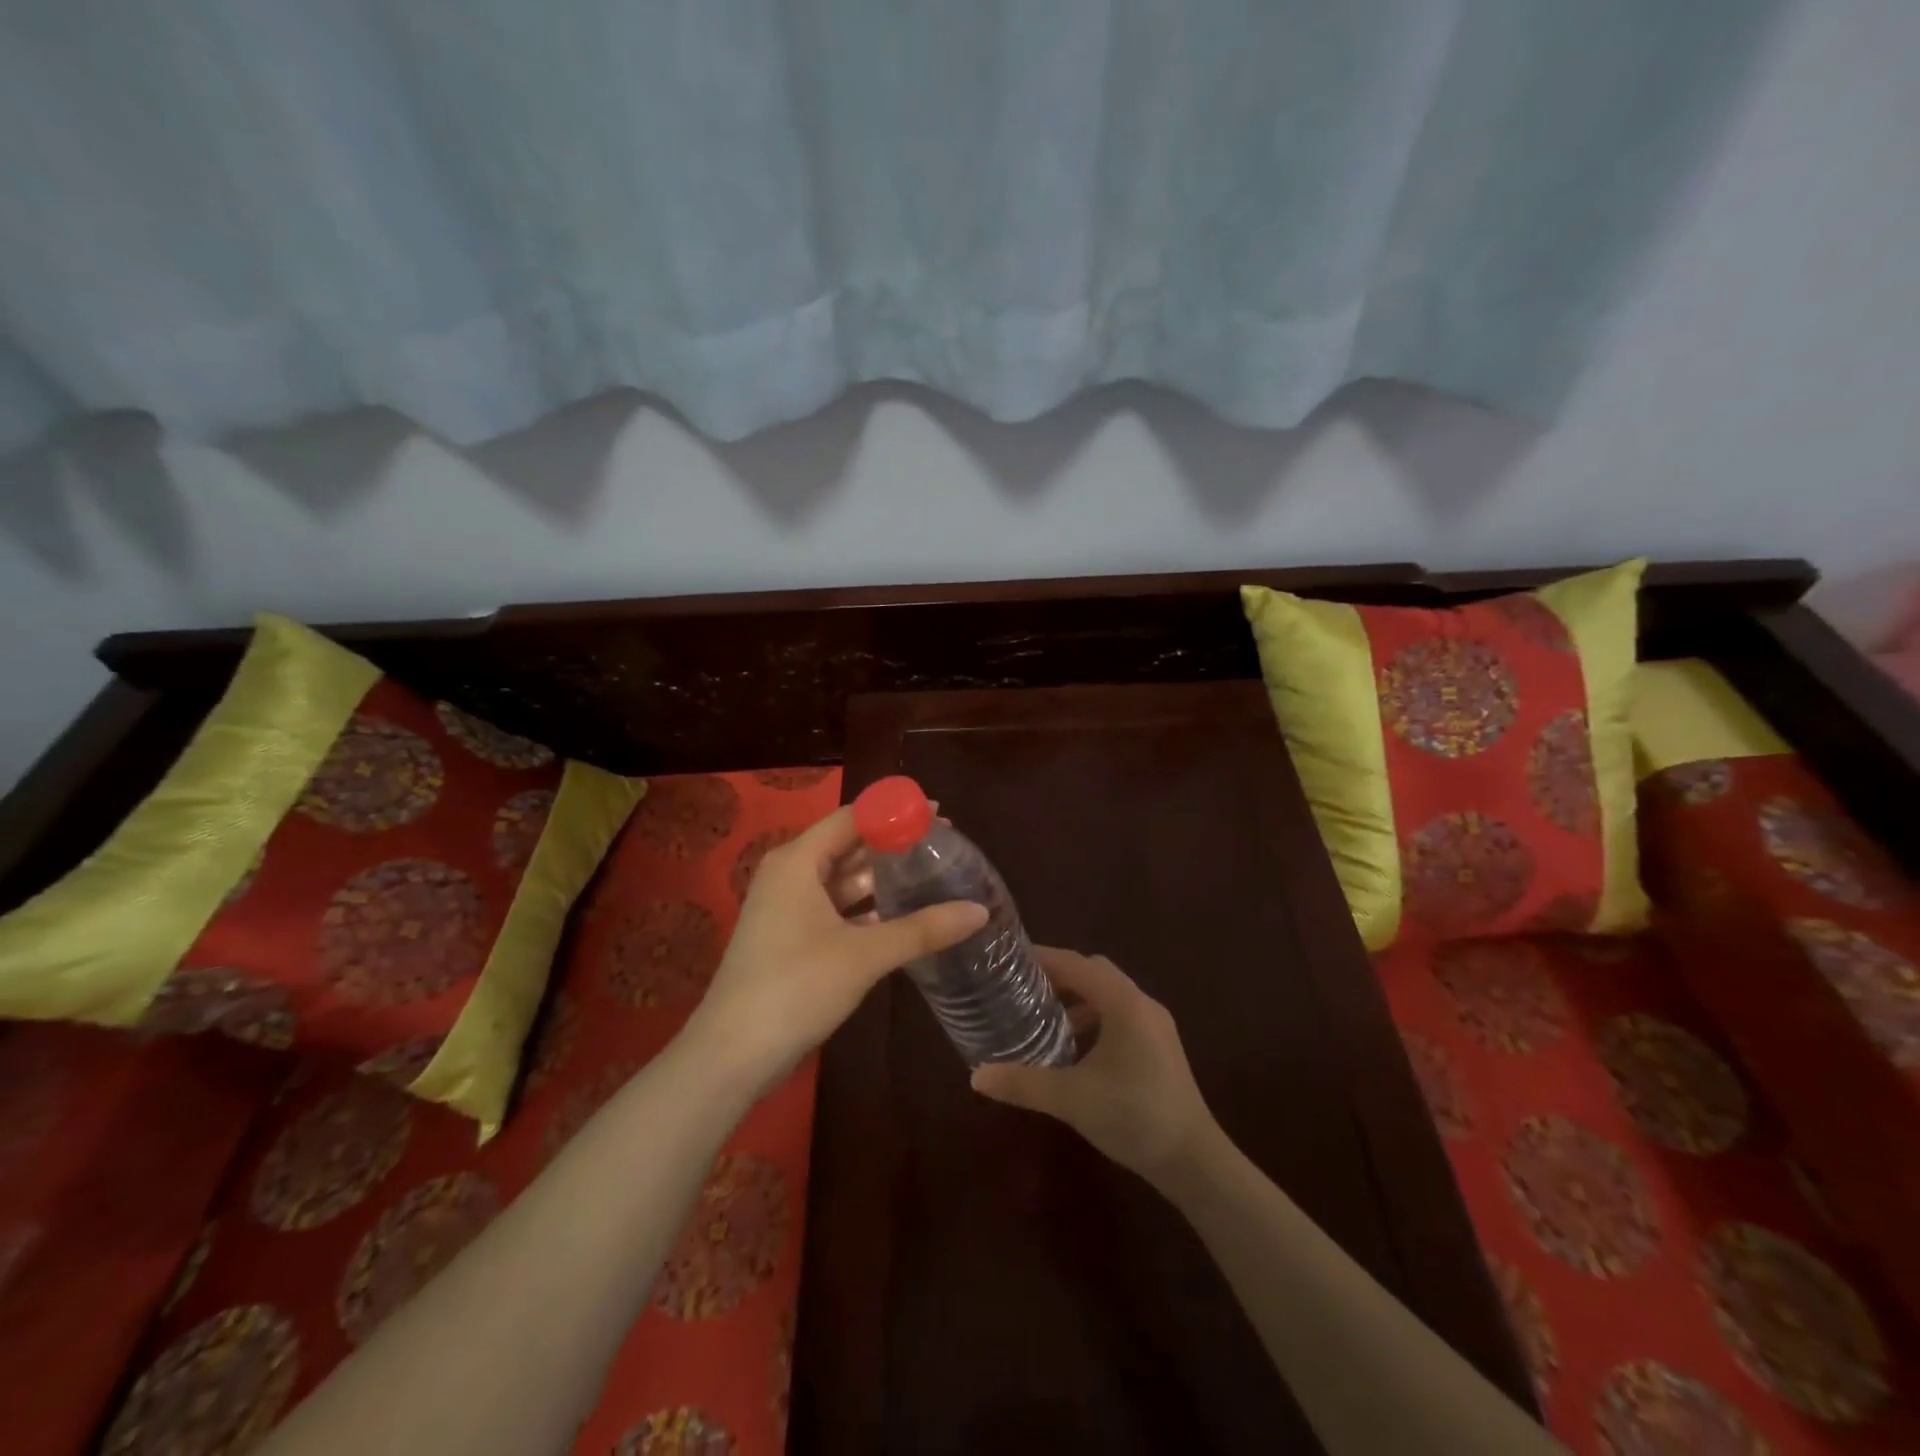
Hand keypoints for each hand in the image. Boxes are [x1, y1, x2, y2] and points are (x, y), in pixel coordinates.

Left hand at [688, 805, 987, 1093]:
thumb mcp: (864, 955)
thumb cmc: (795, 988)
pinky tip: (904, 915)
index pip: (853, 817)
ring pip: (843, 880)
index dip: (895, 812)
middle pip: (848, 845)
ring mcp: (788, 907)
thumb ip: (922, 929)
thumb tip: (980, 911)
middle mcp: (790, 874)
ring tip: (931, 875)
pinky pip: (836, 908)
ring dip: (882, 879)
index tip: (940, 814)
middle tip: (944, 845)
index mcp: (798, 861)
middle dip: (893, 845)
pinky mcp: (791, 937)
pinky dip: (867, 908)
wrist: (731, 1055)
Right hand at [970, 948, 1217, 1186]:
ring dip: (1076, 999)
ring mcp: (1155, 1025)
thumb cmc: (1134, 1116)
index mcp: (1123, 1003)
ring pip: (1108, 995)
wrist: (1195, 1161)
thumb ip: (1023, 1083)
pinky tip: (1074, 1049)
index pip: (1075, 963)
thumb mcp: (1071, 1099)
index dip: (1041, 957)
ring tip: (1041, 1017)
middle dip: (1057, 975)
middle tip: (1020, 988)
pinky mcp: (1160, 1046)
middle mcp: (1141, 1003)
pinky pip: (1120, 1015)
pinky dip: (1094, 1019)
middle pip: (1093, 972)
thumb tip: (976, 1077)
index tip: (1007, 959)